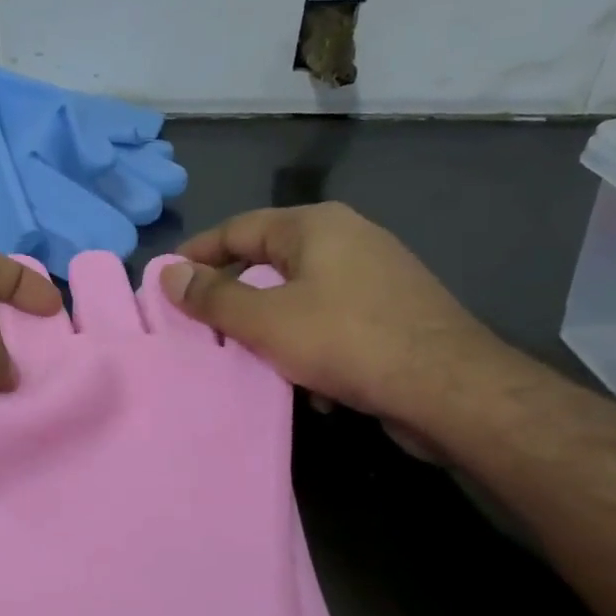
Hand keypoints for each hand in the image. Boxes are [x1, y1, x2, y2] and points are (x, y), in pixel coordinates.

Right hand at [159, 203, 504, 426]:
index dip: (197, 254)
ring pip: (299, 296)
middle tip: (199, 325)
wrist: (449, 389)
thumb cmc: (346, 341)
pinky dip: (309, 344)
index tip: (165, 281)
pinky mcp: (392, 312)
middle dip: (234, 297)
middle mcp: (347, 239)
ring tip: (246, 358)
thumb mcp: (266, 320)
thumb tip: (168, 272)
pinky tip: (305, 380)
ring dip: (270, 327)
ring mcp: (375, 275)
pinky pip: (331, 320)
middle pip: (269, 261)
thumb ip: (212, 296)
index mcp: (315, 226)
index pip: (237, 229)